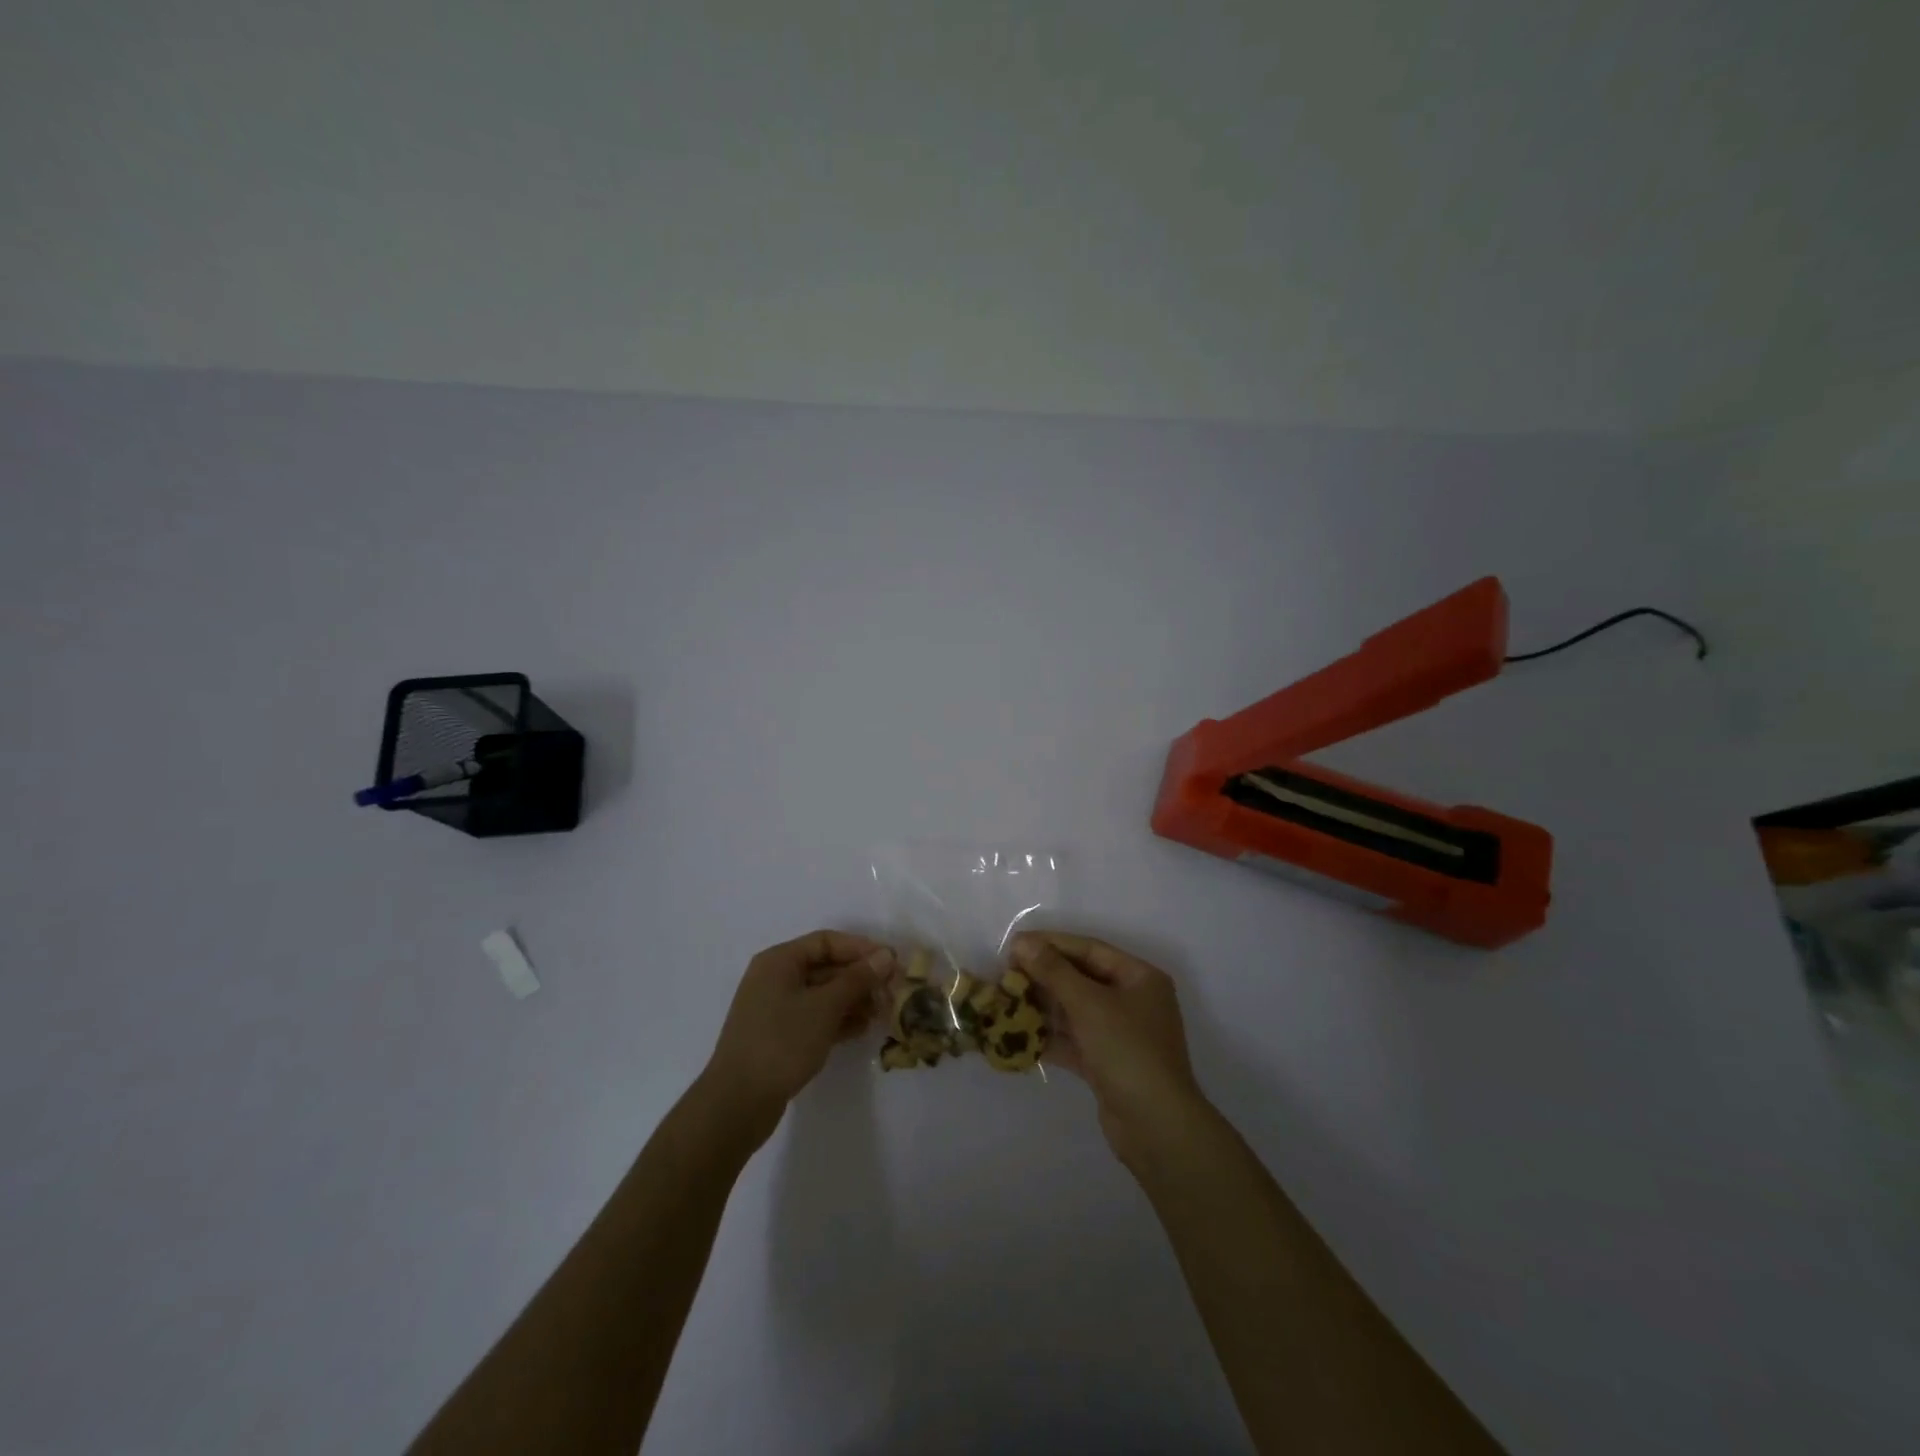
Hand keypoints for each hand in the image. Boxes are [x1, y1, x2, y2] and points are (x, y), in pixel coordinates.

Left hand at [702, 930, 890, 1139]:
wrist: (737, 1103)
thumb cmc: (781, 1042)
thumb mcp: (825, 1006)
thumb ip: (858, 978)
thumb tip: (886, 955)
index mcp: (779, 961)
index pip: (827, 942)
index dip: (861, 948)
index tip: (891, 962)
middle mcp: (775, 978)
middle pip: (826, 967)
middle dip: (860, 978)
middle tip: (892, 991)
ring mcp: (776, 1009)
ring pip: (823, 994)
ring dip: (853, 1000)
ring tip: (882, 1012)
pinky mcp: (780, 1036)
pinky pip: (815, 1017)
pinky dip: (838, 1020)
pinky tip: (862, 1029)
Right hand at [1012, 931, 1206, 1162]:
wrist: (1156, 1127)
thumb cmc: (1128, 1051)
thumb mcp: (1089, 1004)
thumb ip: (1054, 971)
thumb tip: (1022, 942)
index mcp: (1139, 978)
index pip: (1089, 950)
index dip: (1051, 944)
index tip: (1015, 944)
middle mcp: (1132, 1001)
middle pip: (1081, 979)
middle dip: (1043, 976)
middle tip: (1005, 973)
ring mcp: (1120, 1034)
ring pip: (1074, 1011)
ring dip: (1042, 1006)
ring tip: (1006, 1000)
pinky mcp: (1106, 1064)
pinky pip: (1073, 1040)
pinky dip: (1049, 1037)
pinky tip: (1017, 1035)